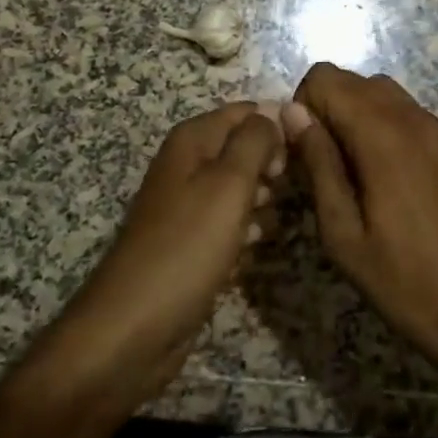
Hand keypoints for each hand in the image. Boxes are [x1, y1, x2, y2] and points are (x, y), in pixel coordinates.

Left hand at [36, 103, 282, 410]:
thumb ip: (255, 140)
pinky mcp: (191, 243)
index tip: (303, 154)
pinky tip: (252, 251)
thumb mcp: (229, 183)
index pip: (246, 111)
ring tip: (270, 225)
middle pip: (244, 148)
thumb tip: (275, 108)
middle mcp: (188, 164)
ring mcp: (188, 206)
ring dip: (262, 202)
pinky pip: (229, 224)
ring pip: (240, 188)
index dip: (276, 126)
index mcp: (192, 140)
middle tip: (285, 193)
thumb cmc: (187, 246)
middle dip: (271, 166)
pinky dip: (244, 233)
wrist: (134, 329)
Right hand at [284, 65, 437, 407]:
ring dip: (352, 113)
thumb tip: (292, 112)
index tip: (302, 152)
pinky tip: (377, 173)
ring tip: (347, 168)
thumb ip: (317, 162)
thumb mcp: (341, 230)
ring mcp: (433, 126)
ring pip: (377, 90)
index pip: (325, 77)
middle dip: (325, 108)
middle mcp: (411, 116)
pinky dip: (378, 122)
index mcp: (382, 133)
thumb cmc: (399, 276)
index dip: (304, 107)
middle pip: (351, 79)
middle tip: (320, 164)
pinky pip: (401, 109)